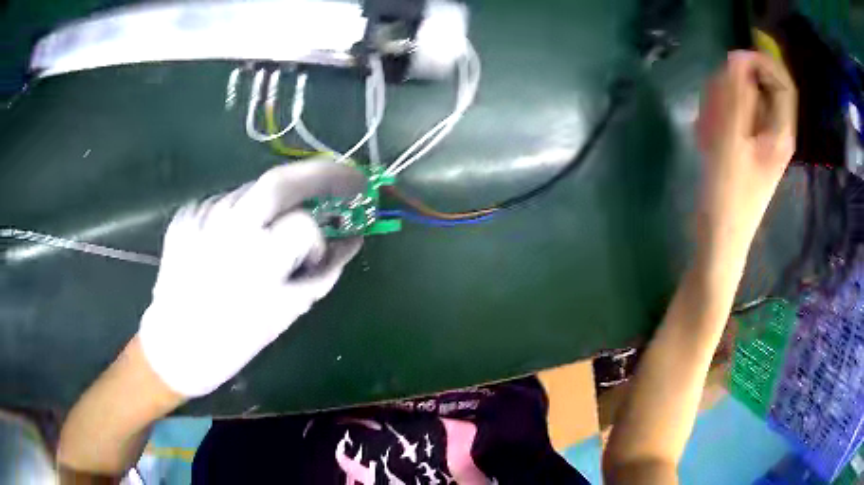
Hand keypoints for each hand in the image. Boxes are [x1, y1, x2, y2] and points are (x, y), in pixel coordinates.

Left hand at [138, 159, 365, 396]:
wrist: (174, 345)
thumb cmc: (233, 340)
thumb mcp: (285, 312)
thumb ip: (323, 273)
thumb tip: (350, 241)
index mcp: (256, 260)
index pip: (304, 225)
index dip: (319, 239)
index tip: (319, 254)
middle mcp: (227, 227)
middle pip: (279, 180)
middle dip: (320, 174)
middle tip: (346, 179)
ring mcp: (202, 216)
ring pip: (251, 191)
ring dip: (273, 204)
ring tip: (269, 232)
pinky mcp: (186, 215)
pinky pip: (225, 203)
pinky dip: (242, 214)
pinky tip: (235, 241)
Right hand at [695, 50, 796, 259]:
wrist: (719, 238)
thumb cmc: (728, 194)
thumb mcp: (731, 139)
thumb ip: (738, 95)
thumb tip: (739, 57)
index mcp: (781, 131)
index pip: (782, 81)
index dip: (762, 61)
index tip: (734, 61)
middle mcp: (775, 131)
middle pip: (761, 87)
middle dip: (736, 85)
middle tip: (715, 103)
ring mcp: (760, 139)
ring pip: (745, 100)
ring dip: (723, 101)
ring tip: (708, 125)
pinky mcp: (747, 146)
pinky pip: (736, 116)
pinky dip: (720, 116)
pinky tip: (706, 134)